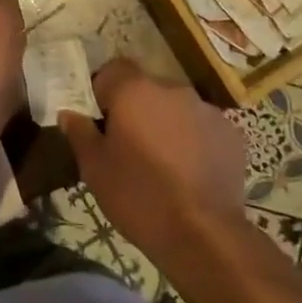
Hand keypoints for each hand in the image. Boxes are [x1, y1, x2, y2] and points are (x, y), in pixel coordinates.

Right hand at [58, 58, 245, 265]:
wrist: (203, 233)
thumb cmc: (138, 195)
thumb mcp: (95, 168)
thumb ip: (80, 133)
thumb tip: (69, 113)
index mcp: (135, 91)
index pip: (114, 68)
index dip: (104, 89)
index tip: (100, 118)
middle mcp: (173, 90)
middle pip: (147, 87)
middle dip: (136, 108)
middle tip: (128, 143)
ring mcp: (207, 110)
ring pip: (176, 107)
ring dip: (166, 123)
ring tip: (162, 161)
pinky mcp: (231, 135)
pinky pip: (202, 127)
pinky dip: (194, 140)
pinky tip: (189, 172)